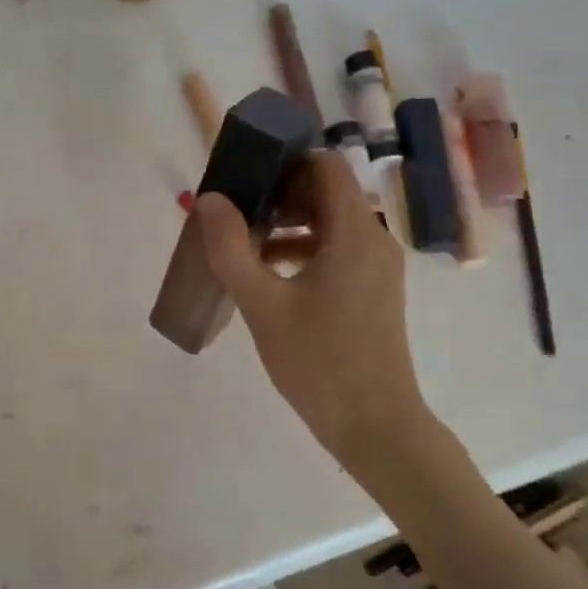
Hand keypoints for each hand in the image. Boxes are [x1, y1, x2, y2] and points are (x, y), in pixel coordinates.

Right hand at [196, 152, 424, 468]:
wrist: (375, 426)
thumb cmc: (319, 361)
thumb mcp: (262, 304)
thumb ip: (231, 248)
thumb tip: (210, 199)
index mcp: (354, 232)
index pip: (325, 166)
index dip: (284, 162)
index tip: (245, 178)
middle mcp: (373, 240)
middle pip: (326, 192)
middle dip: (279, 195)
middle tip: (236, 213)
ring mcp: (377, 267)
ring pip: (330, 223)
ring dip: (288, 224)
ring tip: (245, 246)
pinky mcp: (373, 291)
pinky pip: (337, 251)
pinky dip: (303, 250)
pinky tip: (269, 276)